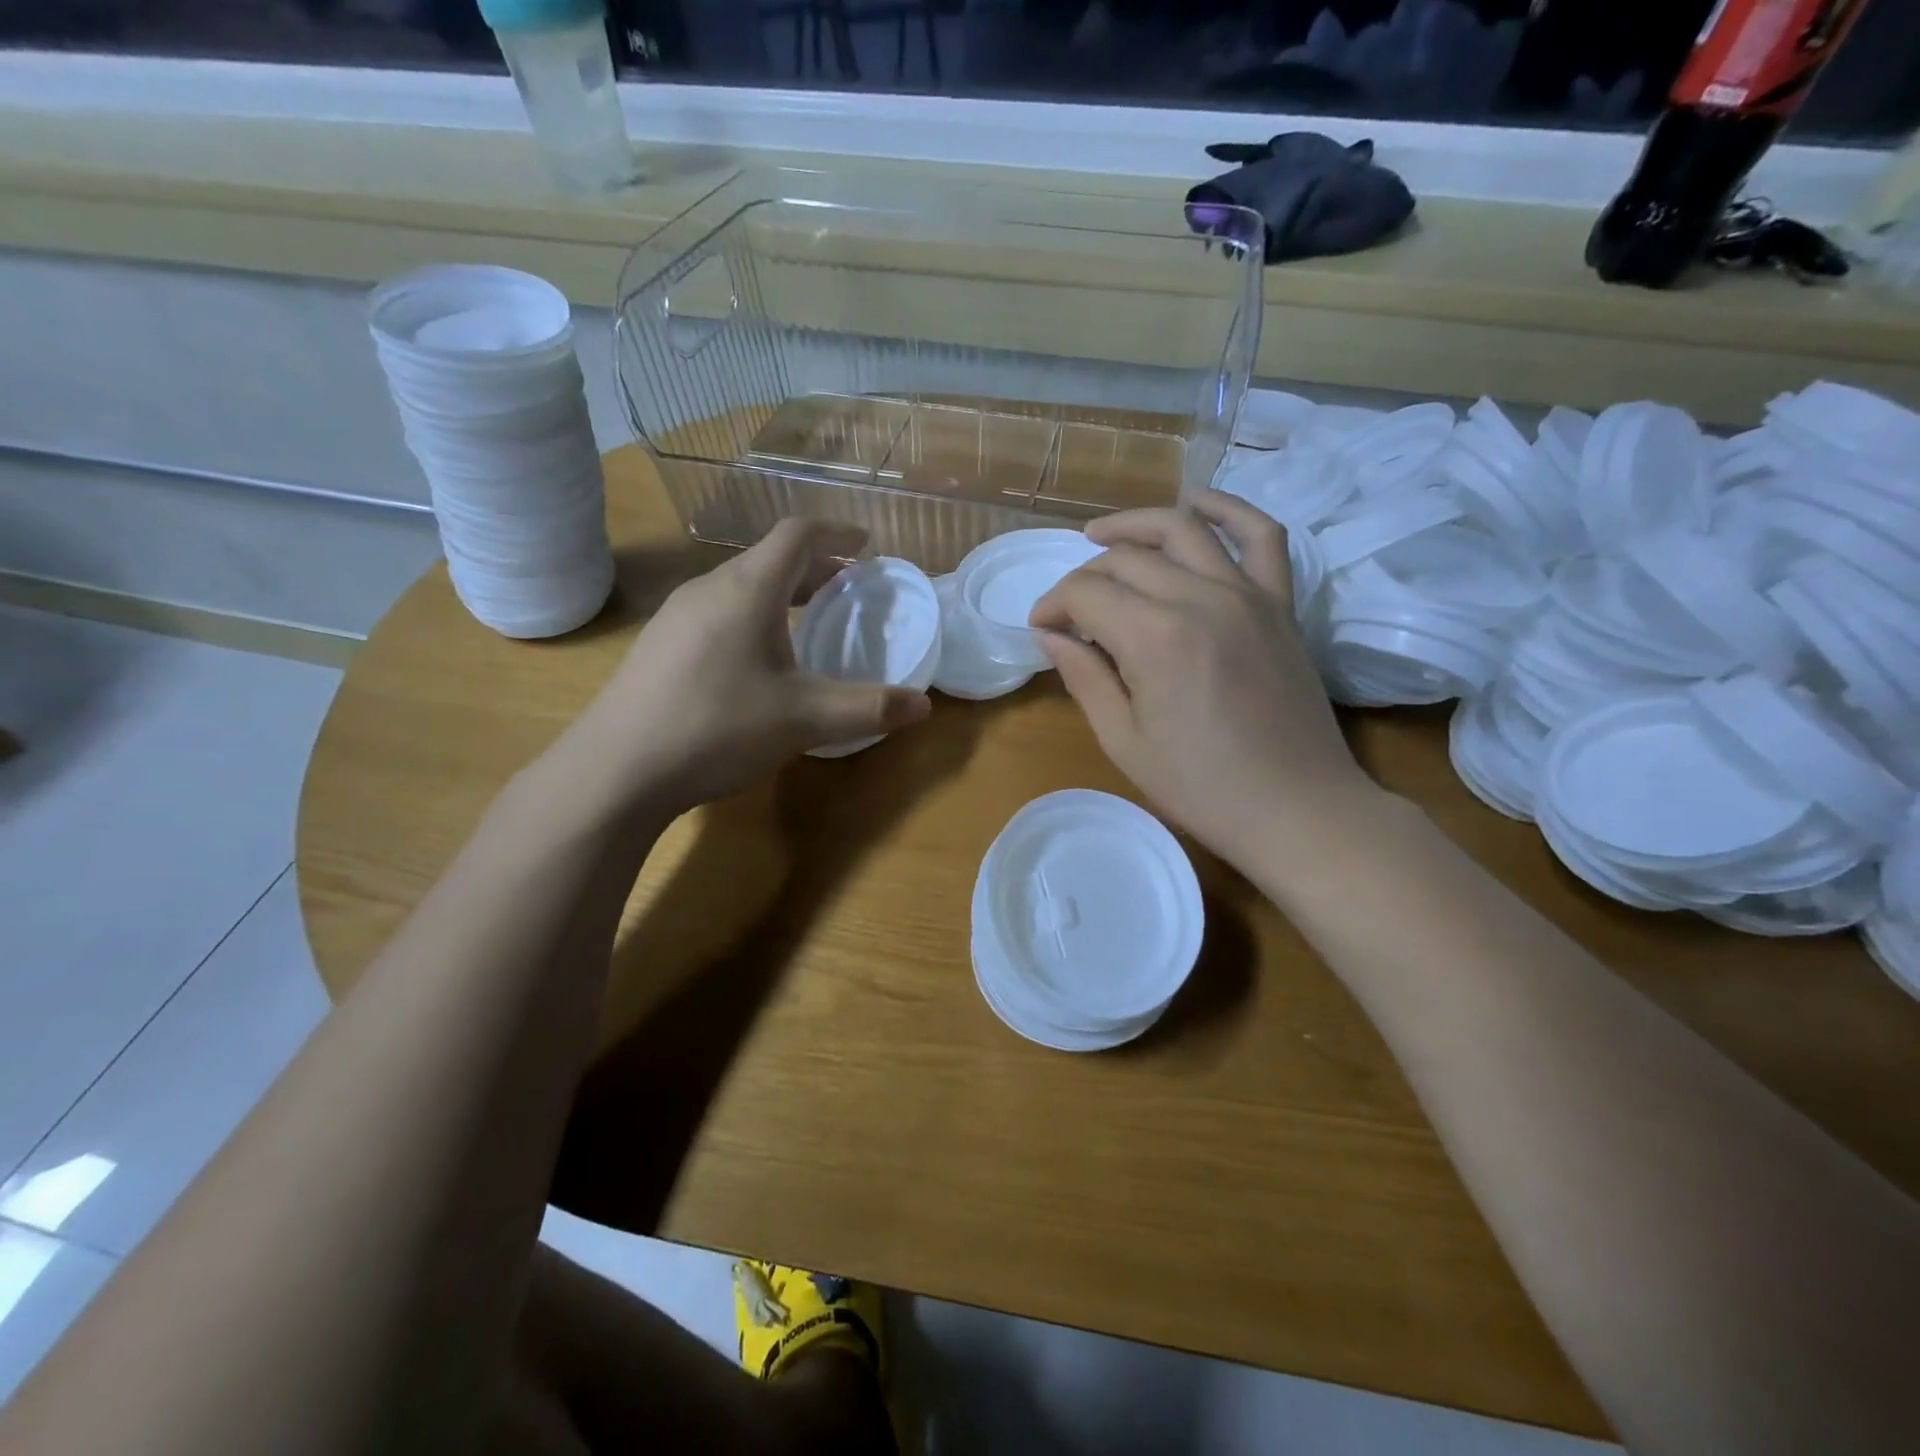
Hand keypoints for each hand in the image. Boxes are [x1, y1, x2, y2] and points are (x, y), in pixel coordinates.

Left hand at [564, 520, 930, 817]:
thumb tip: (924, 706)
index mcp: (748, 589)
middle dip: (815, 568)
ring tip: (809, 621)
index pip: (797, 535)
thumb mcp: (805, 719)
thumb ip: (868, 707)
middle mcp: (709, 589)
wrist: (616, 769)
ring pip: (741, 587)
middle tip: (849, 588)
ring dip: (782, 594)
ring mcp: (676, 616)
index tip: (865, 544)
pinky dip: (752, 617)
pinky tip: (757, 661)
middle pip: (769, 559)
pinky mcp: (659, 645)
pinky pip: (718, 612)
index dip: (836, 533)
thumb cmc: (718, 727)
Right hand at [1030, 490, 1376, 872]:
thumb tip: (1050, 634)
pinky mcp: (1280, 603)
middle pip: (1126, 559)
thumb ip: (1084, 678)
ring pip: (1183, 529)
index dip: (1053, 604)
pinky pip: (1261, 535)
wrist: (1297, 809)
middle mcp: (1200, 598)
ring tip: (1102, 536)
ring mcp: (1247, 594)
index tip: (1041, 628)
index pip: (1086, 593)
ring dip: (1135, 526)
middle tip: (1069, 609)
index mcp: (1155, 638)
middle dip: (1084, 577)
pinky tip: (1196, 504)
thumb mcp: (1124, 742)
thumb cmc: (1202, 788)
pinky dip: (1228, 509)